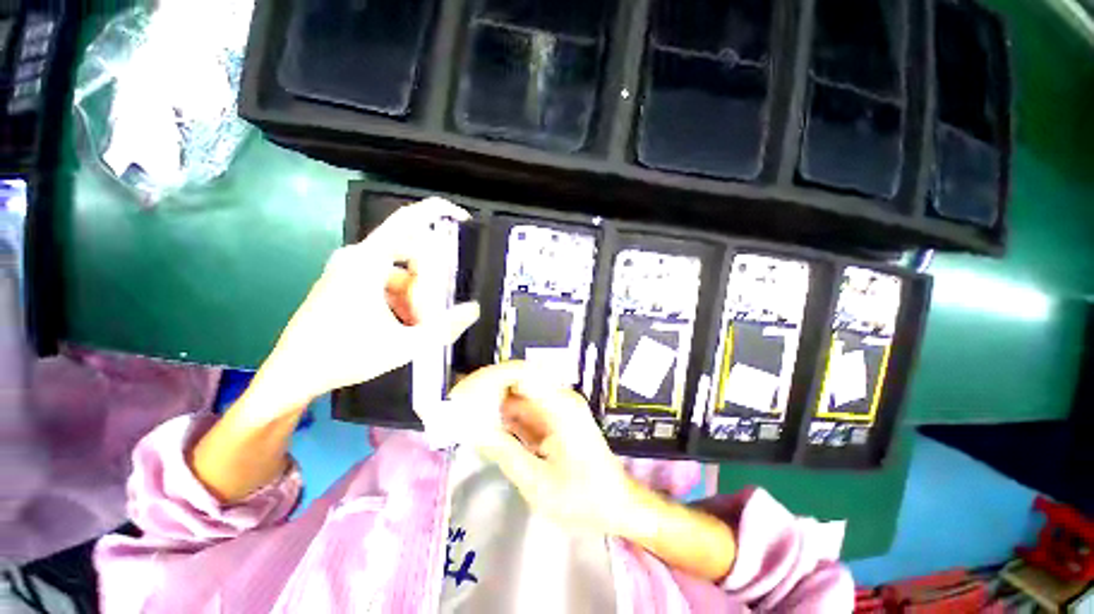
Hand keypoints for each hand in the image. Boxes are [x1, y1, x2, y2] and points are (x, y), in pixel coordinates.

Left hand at [253, 198, 480, 414]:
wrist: (294, 374)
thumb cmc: (345, 356)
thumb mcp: (405, 345)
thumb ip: (445, 327)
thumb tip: (473, 309)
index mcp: (368, 262)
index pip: (408, 220)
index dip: (437, 211)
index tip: (461, 218)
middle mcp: (357, 257)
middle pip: (410, 253)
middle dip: (430, 281)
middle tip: (433, 312)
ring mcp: (348, 269)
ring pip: (399, 269)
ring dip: (415, 295)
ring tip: (415, 327)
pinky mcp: (345, 281)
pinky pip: (385, 279)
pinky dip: (401, 298)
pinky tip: (401, 324)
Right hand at [450, 362, 638, 536]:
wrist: (618, 506)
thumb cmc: (584, 499)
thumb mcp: (538, 483)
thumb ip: (505, 452)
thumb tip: (474, 427)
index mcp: (560, 406)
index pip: (521, 373)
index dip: (489, 377)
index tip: (463, 393)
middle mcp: (559, 399)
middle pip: (517, 380)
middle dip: (486, 389)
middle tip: (456, 404)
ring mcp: (557, 408)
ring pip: (518, 395)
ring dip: (492, 402)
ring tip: (462, 415)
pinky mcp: (554, 420)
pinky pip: (524, 411)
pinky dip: (503, 417)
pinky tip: (484, 426)